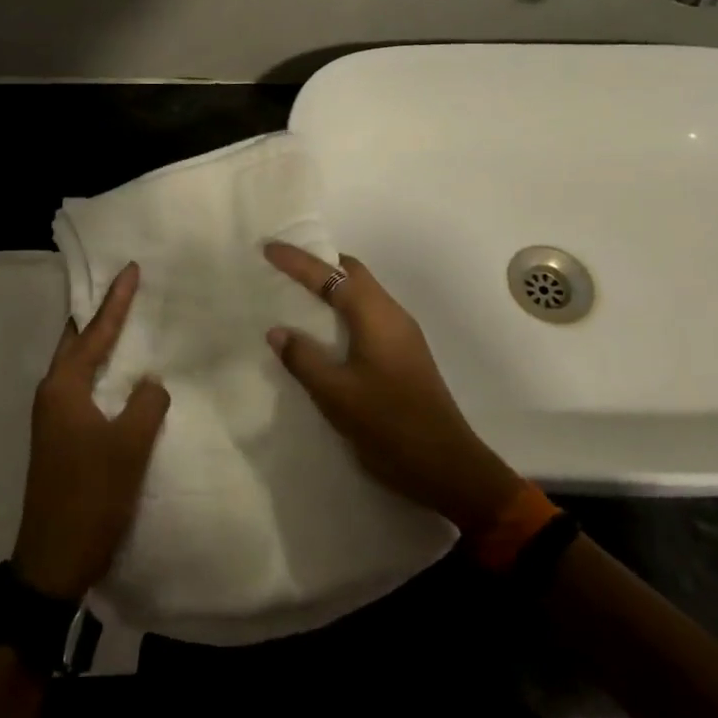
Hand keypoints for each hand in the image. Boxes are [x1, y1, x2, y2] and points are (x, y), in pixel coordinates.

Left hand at [13, 262, 169, 600]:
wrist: (53, 560)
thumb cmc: (91, 496)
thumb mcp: (129, 446)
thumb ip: (146, 403)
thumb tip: (150, 382)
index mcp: (63, 388)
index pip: (95, 332)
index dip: (116, 301)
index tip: (131, 269)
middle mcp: (52, 395)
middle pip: (77, 341)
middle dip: (100, 314)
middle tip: (124, 288)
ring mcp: (53, 418)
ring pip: (79, 366)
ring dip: (99, 343)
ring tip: (125, 322)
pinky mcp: (60, 438)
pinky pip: (83, 389)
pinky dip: (101, 372)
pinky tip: (120, 376)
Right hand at [264, 242, 522, 535]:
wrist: (448, 468)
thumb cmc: (390, 426)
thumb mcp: (336, 394)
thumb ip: (304, 359)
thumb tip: (277, 330)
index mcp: (376, 316)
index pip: (332, 275)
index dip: (299, 261)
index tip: (269, 249)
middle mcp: (393, 315)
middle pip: (353, 273)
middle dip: (318, 265)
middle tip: (283, 267)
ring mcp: (402, 335)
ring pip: (363, 293)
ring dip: (331, 287)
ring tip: (296, 294)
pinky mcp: (404, 354)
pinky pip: (368, 314)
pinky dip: (342, 309)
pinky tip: (323, 330)